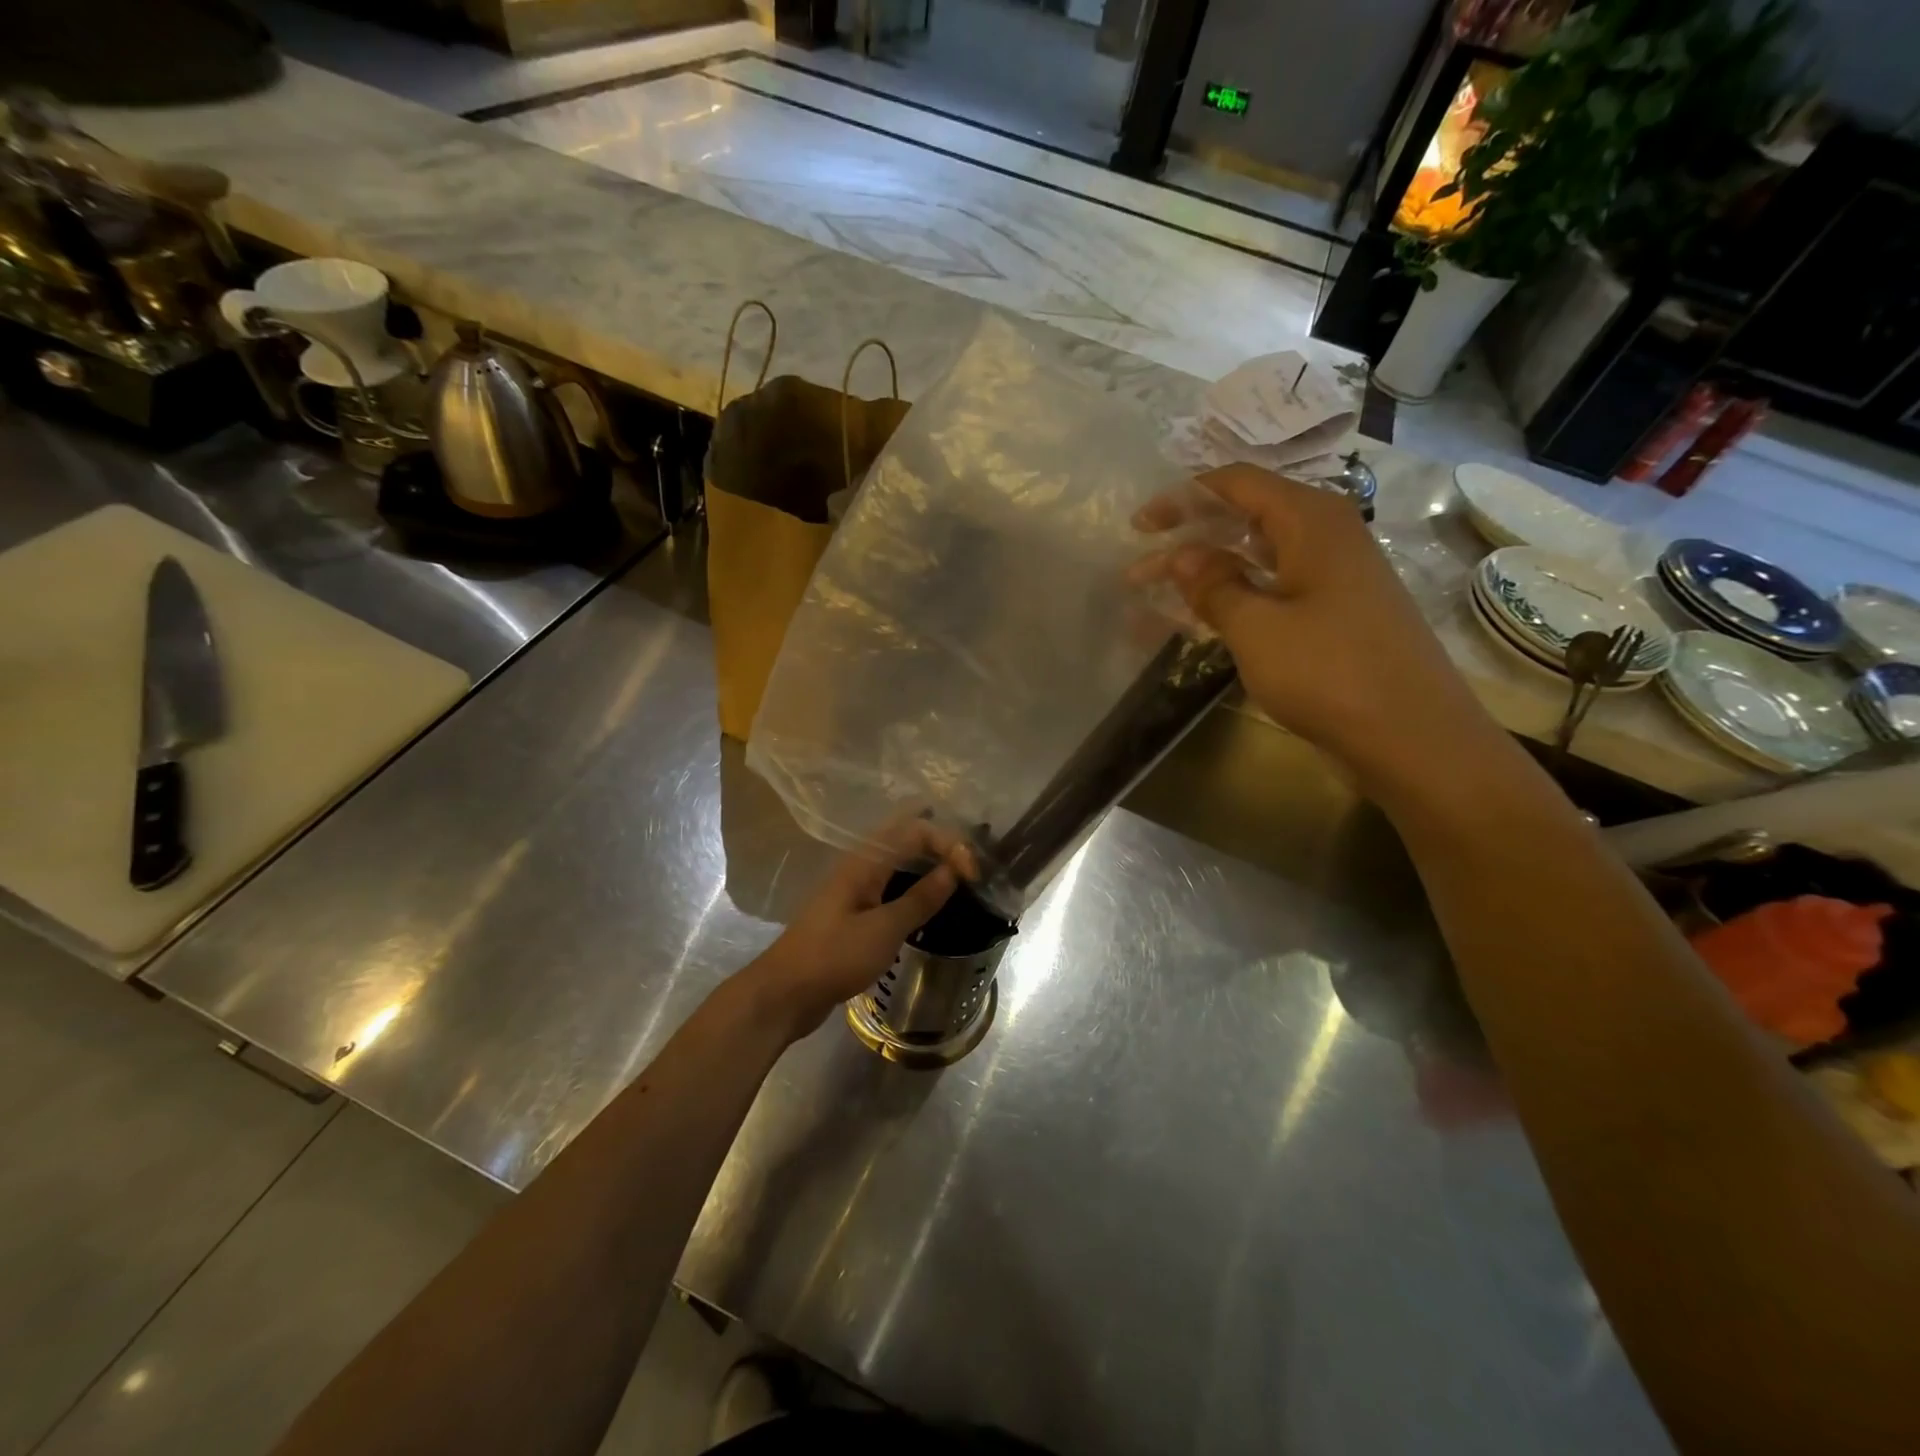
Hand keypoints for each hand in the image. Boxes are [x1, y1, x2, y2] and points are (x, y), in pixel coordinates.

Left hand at [736, 823, 964, 1038]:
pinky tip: (930, 903)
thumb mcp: (884, 929)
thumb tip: (953, 870)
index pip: (916, 831)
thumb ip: (920, 898)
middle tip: (972, 863)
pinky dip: (914, 886)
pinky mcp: (853, 911)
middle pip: (905, 837)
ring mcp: (854, 888)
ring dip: (928, 863)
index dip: (949, 843)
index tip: (973, 875)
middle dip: (940, 842)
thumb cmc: (834, 957)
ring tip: (960, 877)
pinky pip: (890, 886)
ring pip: (898, 861)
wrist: (784, 994)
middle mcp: (860, 865)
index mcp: (865, 861)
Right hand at [1132, 465, 1496, 793]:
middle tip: (1139, 570)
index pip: (1236, 483)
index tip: (1139, 527)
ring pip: (1257, 556)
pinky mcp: (1337, 611)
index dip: (1182, 498)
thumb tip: (1182, 555)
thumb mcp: (1257, 628)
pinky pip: (1274, 588)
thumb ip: (1213, 585)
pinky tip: (1205, 619)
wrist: (1413, 737)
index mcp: (1311, 521)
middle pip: (1245, 517)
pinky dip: (1235, 597)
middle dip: (1188, 539)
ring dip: (1206, 573)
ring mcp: (1335, 575)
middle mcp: (1326, 535)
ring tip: (1158, 596)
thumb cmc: (1330, 673)